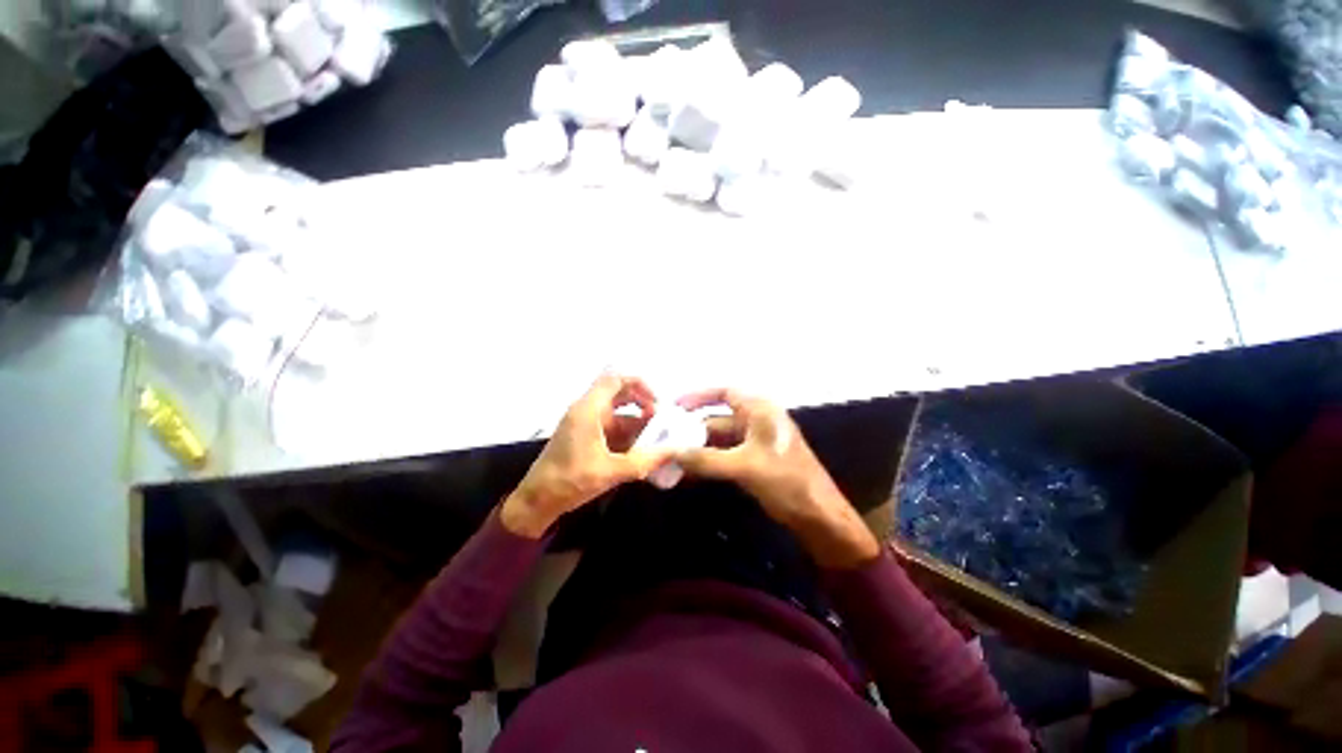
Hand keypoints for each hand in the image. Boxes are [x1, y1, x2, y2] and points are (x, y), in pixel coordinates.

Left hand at [501, 374, 674, 537]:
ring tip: (655, 437)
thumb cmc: (570, 481)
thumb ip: (644, 461)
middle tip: (659, 419)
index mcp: (588, 410)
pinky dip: (627, 432)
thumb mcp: (610, 471)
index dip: (639, 384)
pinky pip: (611, 425)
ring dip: (636, 420)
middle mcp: (587, 409)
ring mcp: (585, 422)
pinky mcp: (585, 434)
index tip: (656, 402)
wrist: (537, 501)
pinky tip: (640, 448)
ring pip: (617, 410)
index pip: (616, 379)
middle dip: (642, 402)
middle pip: (619, 392)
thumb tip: (674, 451)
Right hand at [676, 389, 880, 567]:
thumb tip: (672, 452)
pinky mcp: (753, 461)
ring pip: (718, 441)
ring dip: (697, 450)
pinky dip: (707, 462)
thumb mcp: (745, 466)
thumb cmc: (787, 480)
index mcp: (759, 410)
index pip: (724, 393)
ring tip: (670, 458)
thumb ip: (707, 459)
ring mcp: (754, 442)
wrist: (818, 515)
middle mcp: (755, 421)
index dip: (698, 397)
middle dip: (692, 431)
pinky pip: (723, 456)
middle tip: (665, 441)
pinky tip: (688, 472)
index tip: (674, 407)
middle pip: (717, 420)